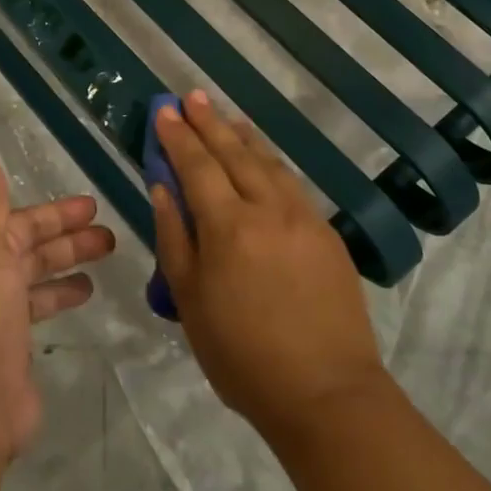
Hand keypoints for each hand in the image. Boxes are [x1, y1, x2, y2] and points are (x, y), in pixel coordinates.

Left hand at [0, 154, 114, 458]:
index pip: (20, 223)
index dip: (54, 214)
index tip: (92, 206)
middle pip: (32, 252)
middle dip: (68, 241)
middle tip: (111, 238)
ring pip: (38, 283)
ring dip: (67, 270)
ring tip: (104, 267)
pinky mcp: (14, 355)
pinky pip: (40, 317)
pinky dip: (60, 303)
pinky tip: (83, 302)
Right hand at [152, 91, 387, 444]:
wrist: (326, 393)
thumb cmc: (242, 355)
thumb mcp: (190, 300)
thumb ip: (174, 237)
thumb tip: (163, 188)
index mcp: (228, 227)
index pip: (197, 167)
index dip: (179, 136)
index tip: (164, 110)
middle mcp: (268, 209)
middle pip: (235, 154)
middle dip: (210, 123)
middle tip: (193, 97)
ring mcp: (304, 219)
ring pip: (269, 163)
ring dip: (244, 137)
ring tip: (227, 118)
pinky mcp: (327, 234)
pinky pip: (292, 184)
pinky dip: (272, 162)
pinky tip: (265, 160)